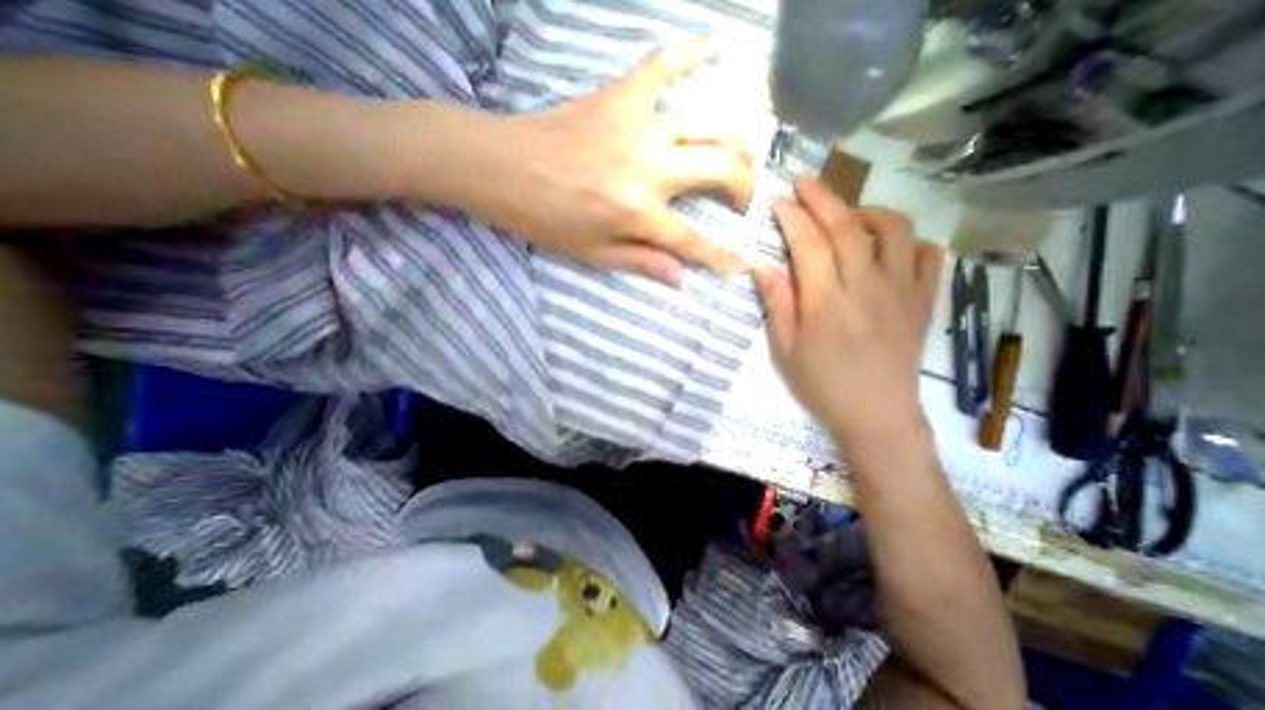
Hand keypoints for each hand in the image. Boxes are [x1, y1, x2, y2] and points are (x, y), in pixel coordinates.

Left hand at [471, 38, 749, 286]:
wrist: (501, 167)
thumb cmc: (546, 219)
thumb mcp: (592, 255)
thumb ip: (642, 263)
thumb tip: (682, 279)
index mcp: (637, 213)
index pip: (693, 241)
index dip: (722, 258)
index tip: (742, 265)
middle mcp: (648, 167)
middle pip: (721, 169)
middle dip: (745, 189)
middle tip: (741, 202)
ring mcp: (637, 125)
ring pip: (710, 124)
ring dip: (737, 144)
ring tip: (738, 160)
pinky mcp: (620, 95)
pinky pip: (664, 65)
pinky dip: (693, 54)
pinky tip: (718, 48)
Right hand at [753, 176, 943, 443]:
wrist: (877, 415)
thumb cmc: (822, 385)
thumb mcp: (785, 350)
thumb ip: (777, 304)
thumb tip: (762, 266)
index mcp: (826, 302)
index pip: (808, 243)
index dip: (792, 215)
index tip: (778, 197)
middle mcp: (866, 286)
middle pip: (846, 226)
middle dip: (822, 197)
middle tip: (803, 181)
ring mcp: (902, 290)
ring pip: (893, 229)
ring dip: (866, 211)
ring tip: (846, 215)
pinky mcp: (924, 300)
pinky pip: (929, 254)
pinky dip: (910, 240)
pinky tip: (888, 247)